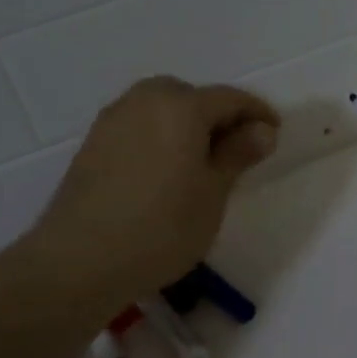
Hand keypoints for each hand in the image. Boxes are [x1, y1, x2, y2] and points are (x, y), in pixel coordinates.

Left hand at [32, 77, 278, 319]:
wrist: (81, 260)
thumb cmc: (162, 227)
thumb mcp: (213, 193)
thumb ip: (238, 154)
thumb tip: (262, 129)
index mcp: (181, 106)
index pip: (229, 98)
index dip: (257, 114)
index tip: (275, 134)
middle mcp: (144, 101)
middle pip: (190, 96)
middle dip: (217, 116)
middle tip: (236, 150)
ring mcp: (112, 121)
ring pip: (160, 110)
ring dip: (185, 126)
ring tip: (200, 163)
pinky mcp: (93, 145)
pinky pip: (137, 127)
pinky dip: (158, 138)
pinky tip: (164, 173)